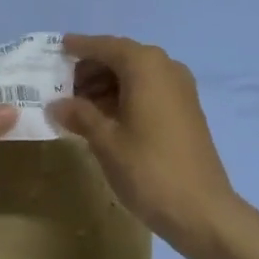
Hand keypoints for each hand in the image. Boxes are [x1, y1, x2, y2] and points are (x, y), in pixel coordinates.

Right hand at [48, 35, 236, 254]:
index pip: (105, 46)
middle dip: (92, 68)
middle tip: (63, 85)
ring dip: (108, 83)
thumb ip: (79, 115)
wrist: (202, 211)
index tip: (58, 47)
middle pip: (121, 56)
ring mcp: (180, 88)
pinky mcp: (187, 109)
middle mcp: (165, 67)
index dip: (80, 47)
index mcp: (145, 66)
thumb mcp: (105, 141)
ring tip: (79, 105)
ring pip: (136, 73)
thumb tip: (56, 104)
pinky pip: (150, 88)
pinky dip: (126, 94)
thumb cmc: (148, 169)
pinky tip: (106, 116)